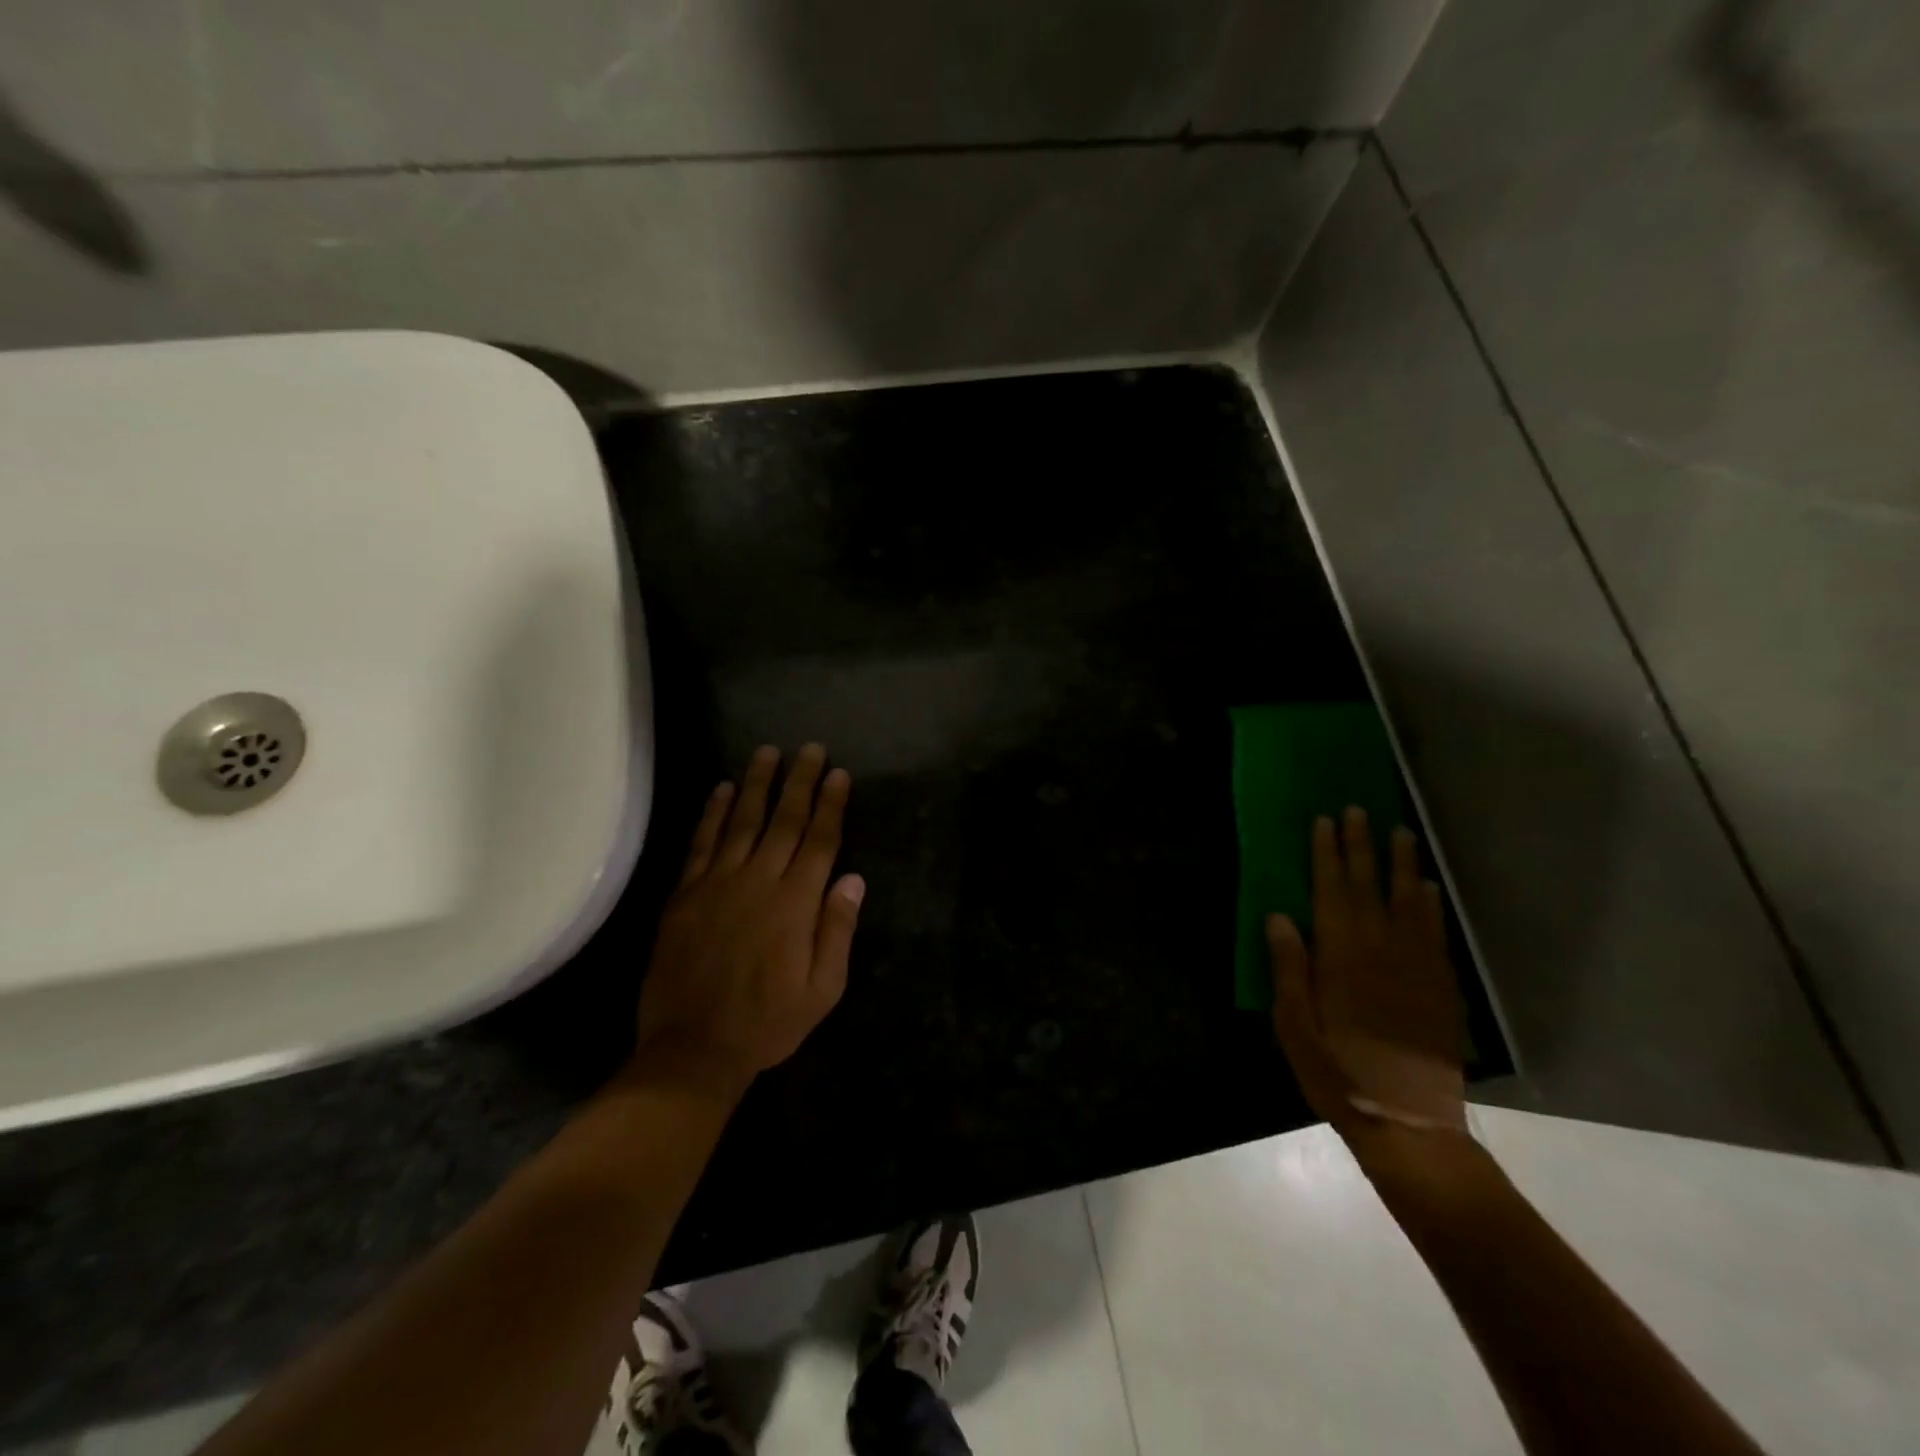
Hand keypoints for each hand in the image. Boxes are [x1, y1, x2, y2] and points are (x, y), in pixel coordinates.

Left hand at [633, 744, 864, 1095]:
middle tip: (810, 748)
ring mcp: (718, 884)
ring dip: (757, 784)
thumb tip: (853, 880)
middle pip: (784, 821)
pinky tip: (723, 790)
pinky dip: (714, 814)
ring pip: (743, 822)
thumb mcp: (823, 990)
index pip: (819, 841)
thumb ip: (837, 931)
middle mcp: (759, 881)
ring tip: (768, 752)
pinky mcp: (686, 894)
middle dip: (800, 781)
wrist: (693, 1048)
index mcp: (796, 904)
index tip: (838, 773)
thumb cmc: (768, 1022)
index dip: (830, 805)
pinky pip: (702, 843)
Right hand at [1267, 808, 1466, 1152]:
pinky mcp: (1439, 985)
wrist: (1406, 1121)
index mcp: (1339, 957)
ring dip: (1400, 864)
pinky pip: (1434, 933)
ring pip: (1406, 902)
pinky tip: (1426, 887)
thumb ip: (1289, 967)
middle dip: (1360, 846)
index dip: (1327, 855)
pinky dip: (1429, 905)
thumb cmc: (1337, 1071)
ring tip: (1398, 831)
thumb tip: (1279, 916)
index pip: (1331, 891)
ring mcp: (1414, 966)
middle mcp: (1379, 950)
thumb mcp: (1294, 1024)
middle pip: (1368, 887)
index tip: (1324, 822)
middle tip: (1358, 810)